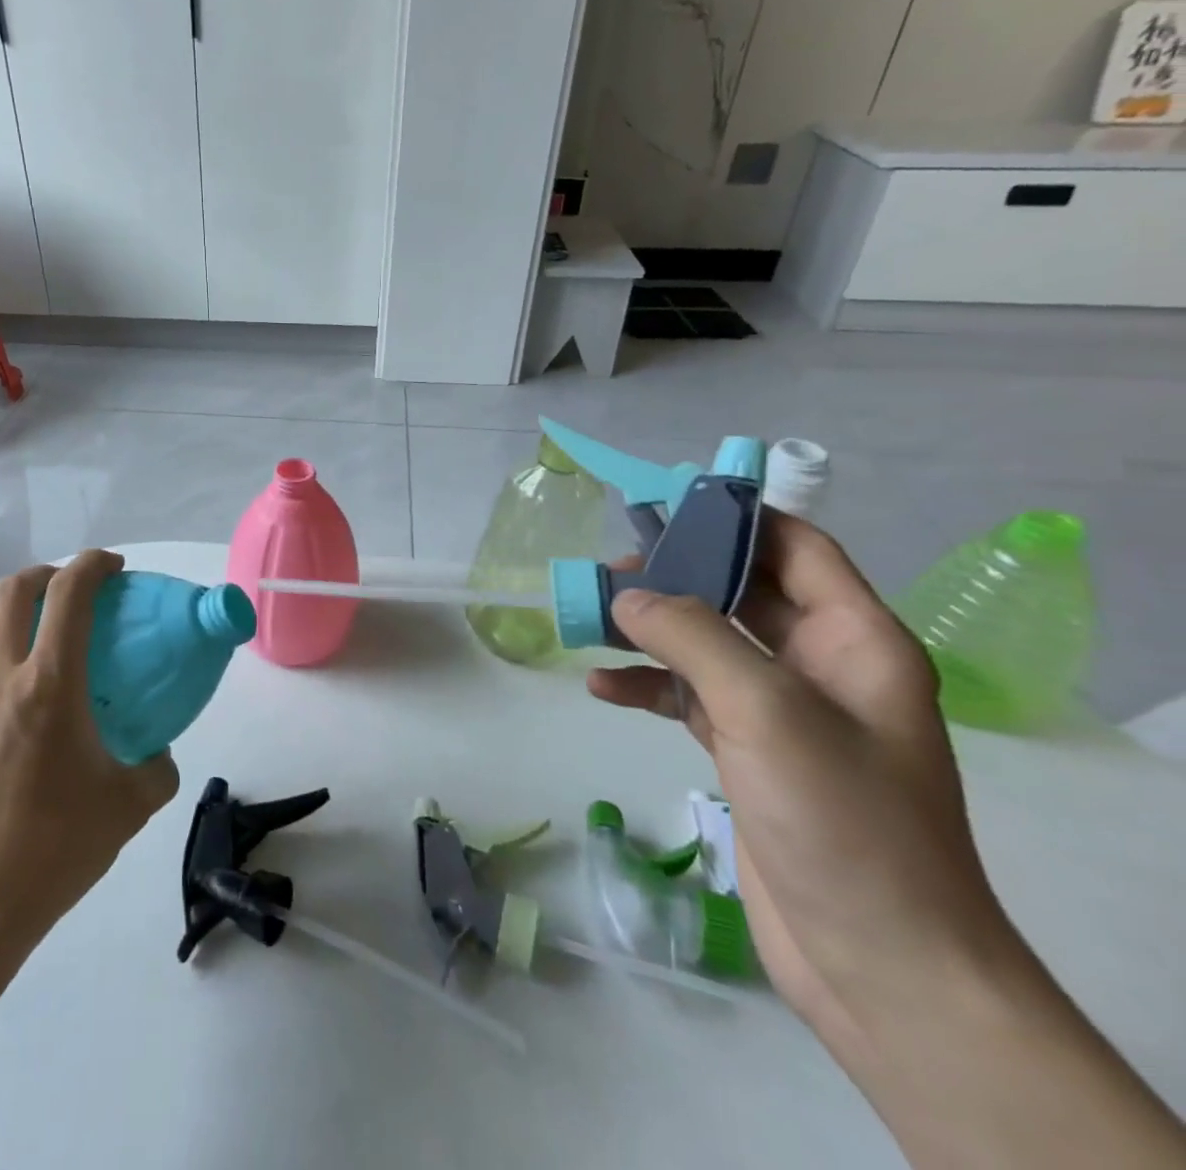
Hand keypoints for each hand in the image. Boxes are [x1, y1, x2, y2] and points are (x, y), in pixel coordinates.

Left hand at [0, 550, 179, 952]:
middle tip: (70, 588)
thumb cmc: (55, 848)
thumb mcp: (130, 806)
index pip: (70, 594)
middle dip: (45, 573)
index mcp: (49, 685)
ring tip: (22, 622)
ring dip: (0, 607)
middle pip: (12, 591)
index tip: (114, 567)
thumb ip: (157, 767)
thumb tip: (158, 752)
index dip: (94, 565)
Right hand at [588, 512, 1019, 1058]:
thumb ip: (691, 637)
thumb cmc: (841, 819)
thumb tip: (626, 595)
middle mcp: (820, 665)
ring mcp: (781, 710)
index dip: (735, 518)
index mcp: (855, 641)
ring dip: (649, 629)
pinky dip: (645, 685)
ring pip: (705, 643)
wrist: (880, 962)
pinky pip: (688, 695)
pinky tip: (600, 687)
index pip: (796, 548)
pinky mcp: (747, 750)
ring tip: (588, 619)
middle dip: (675, 574)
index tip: (662, 505)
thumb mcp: (765, 710)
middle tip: (607, 568)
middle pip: (740, 590)